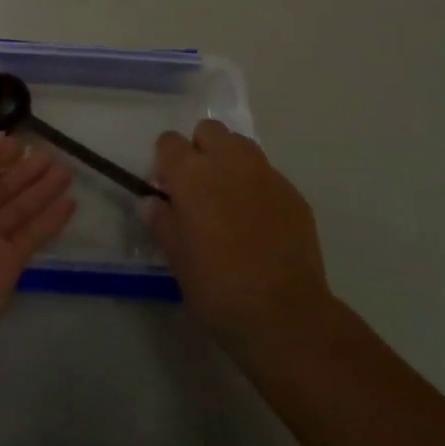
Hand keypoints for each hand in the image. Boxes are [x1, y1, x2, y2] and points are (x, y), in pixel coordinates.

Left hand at [0, 133, 75, 355]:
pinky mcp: (7, 265)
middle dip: (24, 170)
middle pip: (0, 186)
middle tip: (51, 153)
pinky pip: (32, 235)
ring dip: (42, 189)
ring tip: (67, 170)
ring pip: (19, 208)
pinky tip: (70, 202)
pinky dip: (51, 219)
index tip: (21, 142)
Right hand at [146, 120, 332, 354]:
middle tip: (200, 189)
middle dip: (200, 150)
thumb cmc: (219, 288)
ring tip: (231, 200)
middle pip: (208, 130)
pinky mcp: (292, 192)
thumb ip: (162, 222)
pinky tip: (260, 222)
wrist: (285, 315)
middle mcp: (228, 161)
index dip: (166, 162)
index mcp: (192, 173)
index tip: (169, 190)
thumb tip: (152, 202)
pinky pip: (267, 174)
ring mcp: (264, 173)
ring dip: (230, 161)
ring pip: (241, 145)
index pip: (169, 141)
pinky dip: (258, 187)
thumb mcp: (177, 259)